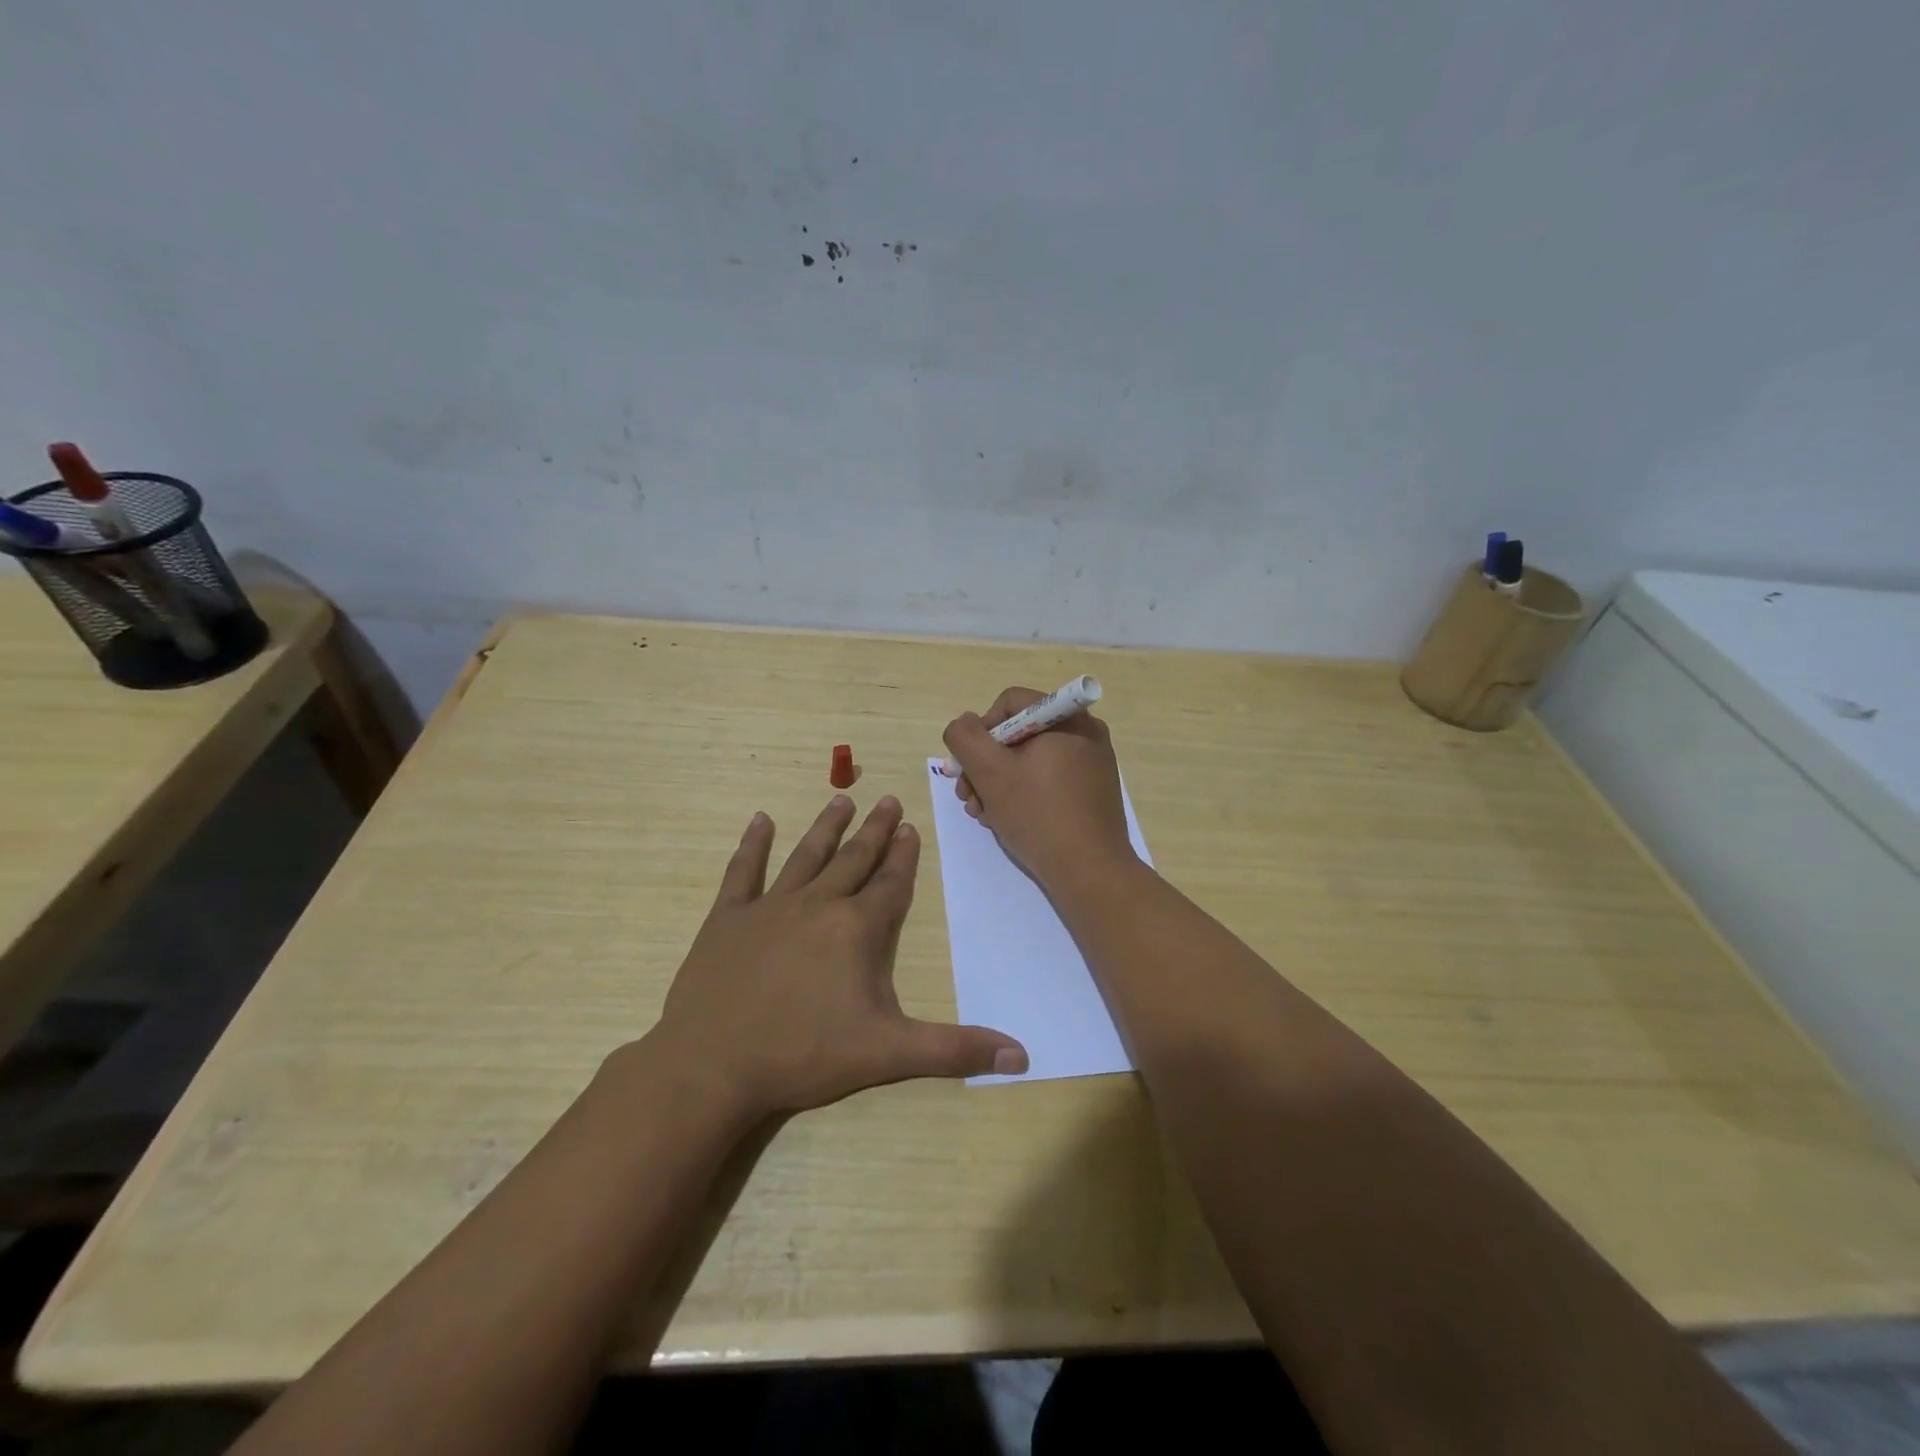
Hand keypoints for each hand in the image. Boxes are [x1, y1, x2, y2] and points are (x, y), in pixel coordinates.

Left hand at [650, 794, 1027, 1118]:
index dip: (904, 856)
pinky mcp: (727, 919)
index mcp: (857, 929)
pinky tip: (760, 820)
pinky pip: (743, 871)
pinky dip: (752, 844)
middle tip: (888, 800)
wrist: (712, 1066)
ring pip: (806, 855)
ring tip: (842, 798)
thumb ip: (954, 1050)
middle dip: (875, 831)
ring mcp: (769, 907)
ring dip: (827, 827)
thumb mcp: (888, 1055)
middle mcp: (818, 904)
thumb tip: (1022, 1055)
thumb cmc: (804, 1055)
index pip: (890, 884)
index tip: (911, 827)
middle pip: (854, 859)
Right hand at [941, 687, 1134, 888]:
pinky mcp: (1094, 790)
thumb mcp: (990, 772)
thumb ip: (966, 738)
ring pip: (1031, 759)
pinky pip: (1050, 778)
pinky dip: (1025, 793)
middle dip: (986, 764)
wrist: (1090, 871)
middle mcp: (1085, 731)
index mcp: (1066, 717)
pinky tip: (1008, 820)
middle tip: (969, 797)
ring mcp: (1093, 762)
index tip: (968, 767)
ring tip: (983, 815)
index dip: (980, 731)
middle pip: (1019, 733)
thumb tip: (965, 723)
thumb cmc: (1038, 814)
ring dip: (999, 783)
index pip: (1009, 703)